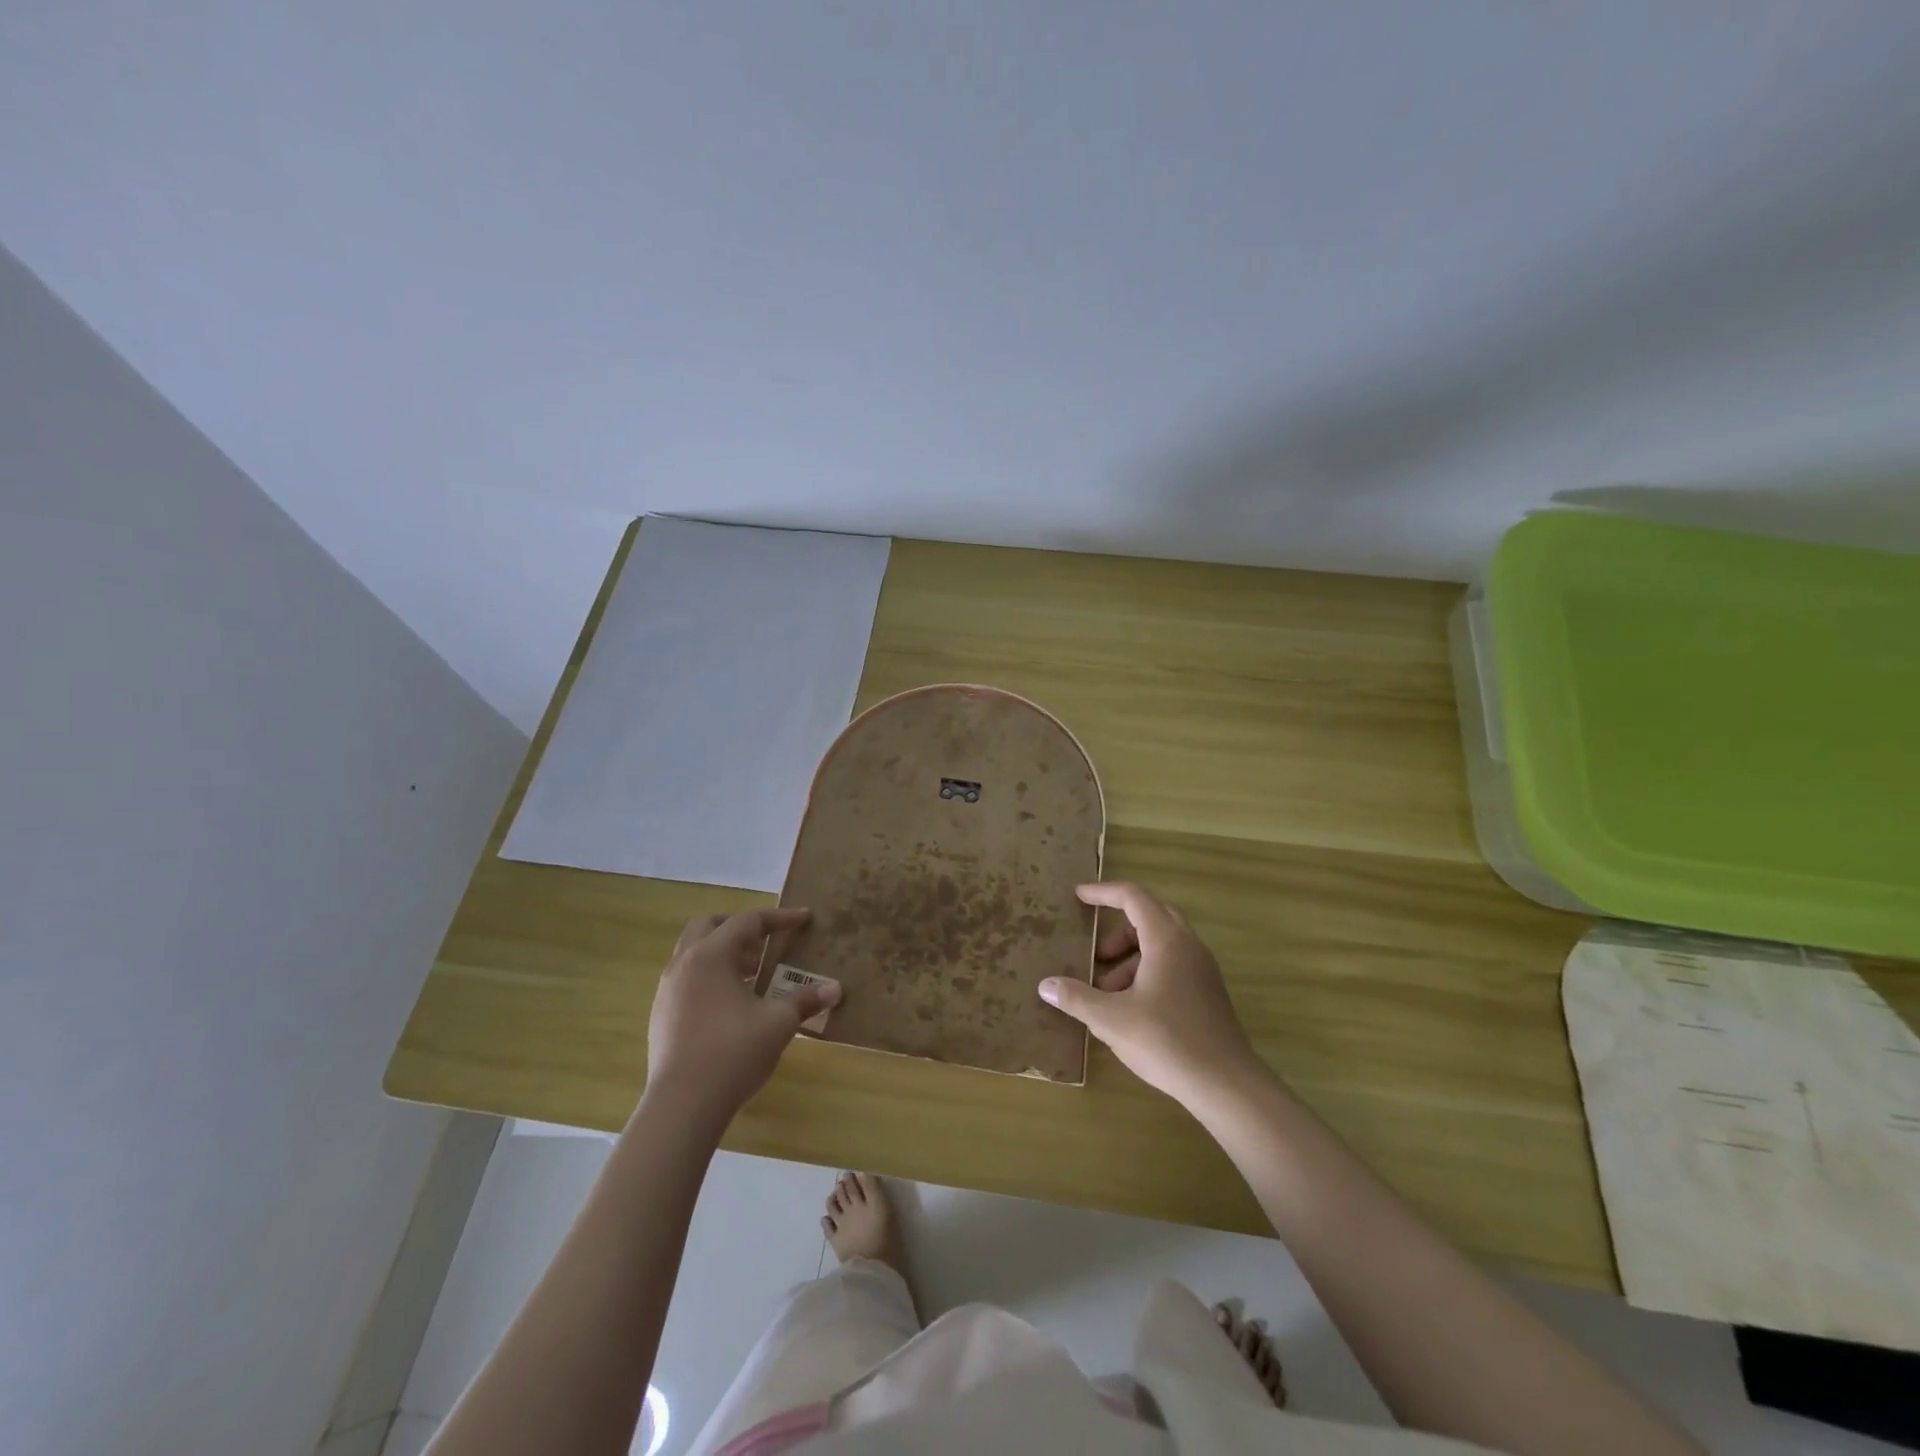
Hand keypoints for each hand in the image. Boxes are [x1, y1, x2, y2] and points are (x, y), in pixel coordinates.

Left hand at [644, 907, 840, 1129]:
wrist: (682, 1105)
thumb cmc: (733, 1053)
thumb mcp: (779, 1023)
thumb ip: (806, 1000)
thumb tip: (836, 989)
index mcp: (712, 955)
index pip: (749, 921)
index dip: (780, 918)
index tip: (805, 918)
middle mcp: (684, 963)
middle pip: (710, 925)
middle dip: (741, 926)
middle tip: (767, 941)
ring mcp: (667, 989)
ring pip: (694, 951)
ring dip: (724, 952)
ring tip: (753, 973)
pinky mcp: (661, 1014)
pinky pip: (687, 977)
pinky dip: (710, 975)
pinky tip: (730, 1003)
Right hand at [1039, 881, 1262, 1106]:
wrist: (1226, 1084)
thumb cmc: (1166, 1041)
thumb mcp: (1111, 1019)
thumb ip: (1076, 998)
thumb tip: (1045, 986)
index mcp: (1166, 940)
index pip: (1133, 897)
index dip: (1103, 893)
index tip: (1079, 896)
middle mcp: (1188, 946)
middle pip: (1151, 917)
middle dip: (1119, 931)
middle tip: (1097, 954)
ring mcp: (1203, 969)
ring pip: (1162, 944)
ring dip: (1132, 958)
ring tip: (1108, 991)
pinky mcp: (1208, 993)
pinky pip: (1173, 965)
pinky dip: (1148, 972)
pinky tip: (1132, 1008)